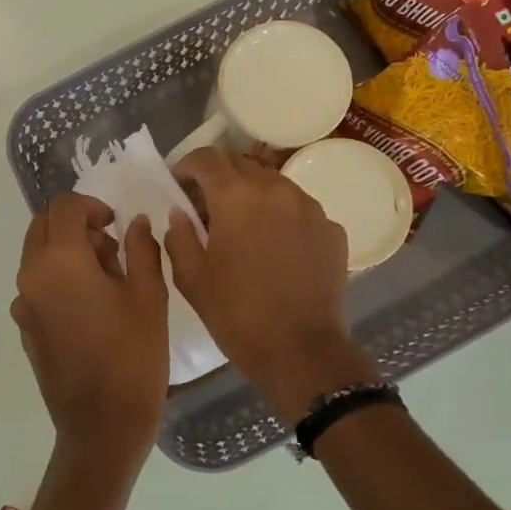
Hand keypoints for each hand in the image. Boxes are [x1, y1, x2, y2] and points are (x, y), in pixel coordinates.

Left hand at [11, 194, 169, 468]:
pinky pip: (37, 285)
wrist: (101, 425)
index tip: (116, 225)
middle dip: (75, 225)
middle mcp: (31, 276)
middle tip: (111, 250)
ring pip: (38, 255)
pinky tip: (90, 309)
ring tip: (107, 282)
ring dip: (67, 252)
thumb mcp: (149, 296)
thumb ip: (142, 249)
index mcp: (60, 260)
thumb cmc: (133, 356)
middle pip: (42, 225)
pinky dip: (59, 279)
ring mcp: (23, 304)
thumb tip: (135, 222)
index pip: (64, 206)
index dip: (92, 206)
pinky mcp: (24, 327)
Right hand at [165, 148, 375, 422]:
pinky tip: (274, 247)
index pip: (206, 158)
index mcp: (236, 197)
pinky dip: (281, 217)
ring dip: (252, 194)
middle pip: (242, 164)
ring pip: (274, 184)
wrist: (301, 351)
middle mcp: (277, 190)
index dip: (186, 164)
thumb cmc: (237, 315)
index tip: (178, 182)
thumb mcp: (191, 279)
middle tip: (206, 206)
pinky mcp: (332, 230)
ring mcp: (310, 208)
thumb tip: (181, 213)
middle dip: (219, 178)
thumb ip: (179, 236)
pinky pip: (299, 210)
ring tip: (242, 226)